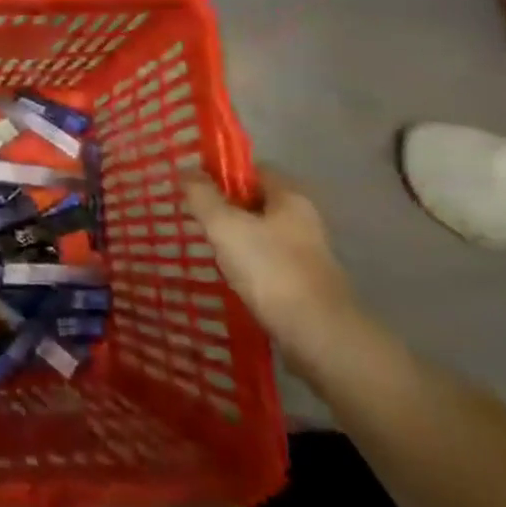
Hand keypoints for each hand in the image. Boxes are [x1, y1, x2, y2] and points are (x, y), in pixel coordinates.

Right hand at [179, 166, 362, 372]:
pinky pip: (268, 263)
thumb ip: (202, 196)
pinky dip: (247, 265)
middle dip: (225, 207)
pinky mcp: (305, 285)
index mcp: (290, 197)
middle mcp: (304, 220)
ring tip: (206, 248)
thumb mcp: (225, 226)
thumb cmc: (270, 270)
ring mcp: (307, 254)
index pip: (253, 169)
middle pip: (257, 202)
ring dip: (235, 238)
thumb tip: (186, 171)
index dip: (222, 173)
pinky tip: (228, 277)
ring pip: (261, 234)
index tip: (194, 186)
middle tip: (194, 217)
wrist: (320, 337)